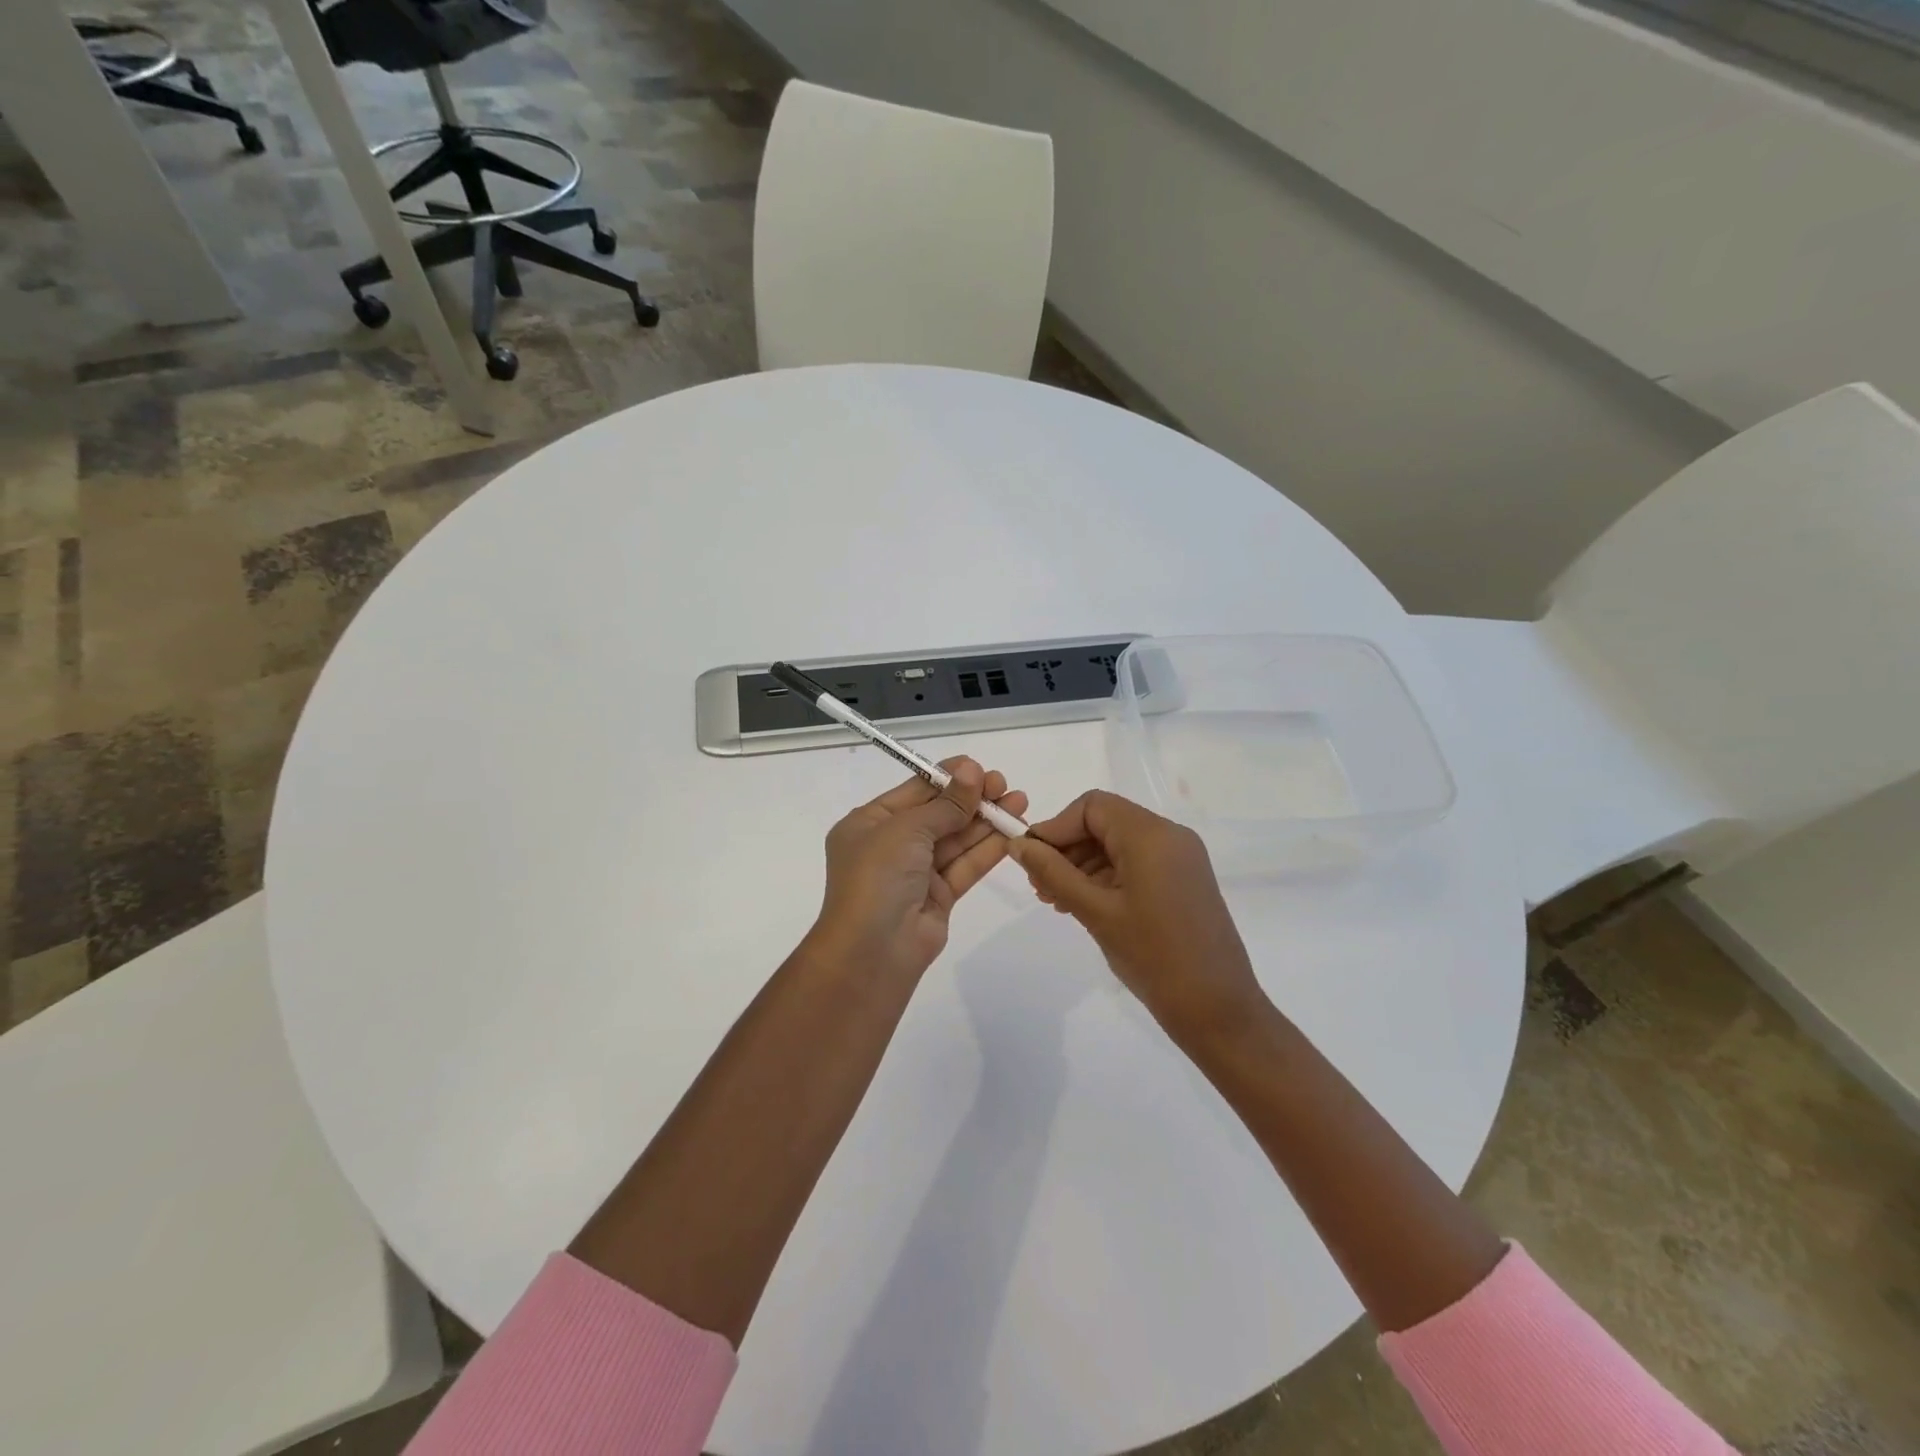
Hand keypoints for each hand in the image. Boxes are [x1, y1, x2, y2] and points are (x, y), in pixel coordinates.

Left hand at [806, 758, 1028, 982]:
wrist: (872, 952)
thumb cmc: (877, 877)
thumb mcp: (907, 830)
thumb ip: (945, 804)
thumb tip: (972, 770)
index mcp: (869, 823)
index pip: (914, 791)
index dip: (947, 778)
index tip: (979, 767)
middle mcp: (891, 845)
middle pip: (938, 814)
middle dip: (971, 798)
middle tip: (1003, 784)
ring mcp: (915, 872)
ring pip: (956, 839)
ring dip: (986, 820)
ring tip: (1019, 800)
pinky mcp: (939, 896)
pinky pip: (965, 865)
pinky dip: (988, 849)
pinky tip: (1013, 831)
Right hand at [1007, 791, 1267, 1045]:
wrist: (1218, 1009)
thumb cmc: (1153, 957)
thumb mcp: (1095, 912)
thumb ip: (1053, 873)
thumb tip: (1018, 845)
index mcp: (1151, 835)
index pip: (1092, 807)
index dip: (1055, 827)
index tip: (1030, 859)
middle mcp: (1170, 836)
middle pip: (1105, 822)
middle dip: (1067, 847)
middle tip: (1038, 884)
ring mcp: (1181, 858)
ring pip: (1119, 843)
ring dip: (1083, 864)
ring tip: (1055, 899)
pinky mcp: (1183, 880)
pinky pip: (1136, 863)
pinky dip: (1106, 876)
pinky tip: (1083, 904)